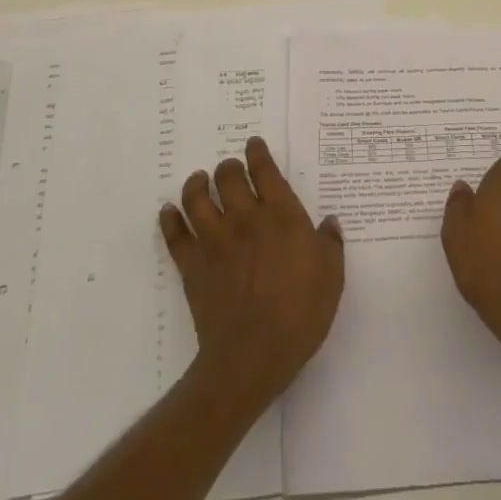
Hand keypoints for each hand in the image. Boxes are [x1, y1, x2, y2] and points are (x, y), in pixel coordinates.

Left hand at [159, 137, 343, 407]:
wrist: (253, 354)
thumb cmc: (301, 313)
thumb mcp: (332, 276)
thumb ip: (330, 244)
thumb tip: (328, 223)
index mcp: (281, 215)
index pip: (265, 171)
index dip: (258, 153)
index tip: (253, 144)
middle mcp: (245, 218)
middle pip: (228, 177)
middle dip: (228, 167)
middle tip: (229, 169)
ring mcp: (214, 240)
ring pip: (197, 198)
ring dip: (196, 184)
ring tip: (198, 181)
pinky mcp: (191, 265)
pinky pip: (174, 234)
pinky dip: (169, 219)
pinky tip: (168, 212)